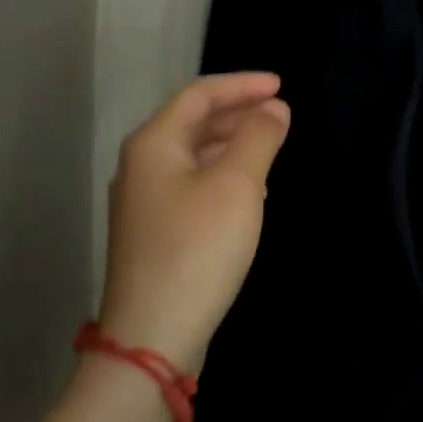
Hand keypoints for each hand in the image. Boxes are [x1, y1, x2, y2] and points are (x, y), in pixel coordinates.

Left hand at [99, 73, 291, 372]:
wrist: (153, 336)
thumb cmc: (198, 248)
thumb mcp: (238, 186)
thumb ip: (259, 138)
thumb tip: (274, 108)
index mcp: (154, 143)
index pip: (200, 95)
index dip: (242, 84)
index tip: (281, 85)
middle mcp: (141, 165)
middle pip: (193, 121)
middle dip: (238, 112)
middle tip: (280, 112)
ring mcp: (144, 201)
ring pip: (193, 154)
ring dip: (232, 143)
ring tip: (270, 145)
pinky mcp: (154, 231)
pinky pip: (192, 184)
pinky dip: (222, 174)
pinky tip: (249, 190)